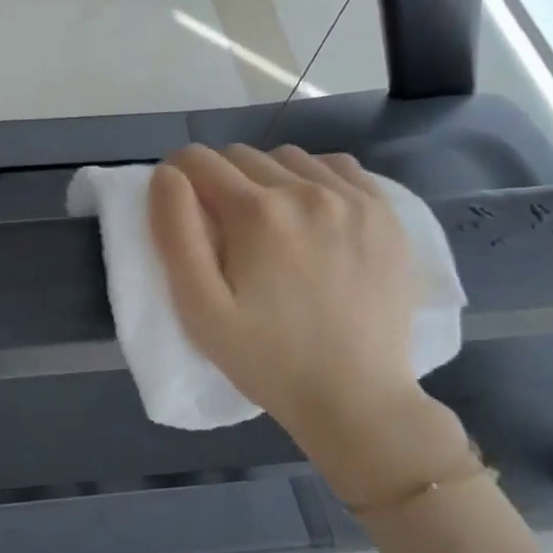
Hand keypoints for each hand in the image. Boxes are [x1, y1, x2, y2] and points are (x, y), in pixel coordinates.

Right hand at [150, 145, 470, 501]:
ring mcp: (354, 198)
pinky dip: (313, 178)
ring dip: (265, 178)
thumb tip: (166, 176)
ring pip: (288, 158)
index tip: (180, 209)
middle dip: (218, 180)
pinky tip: (310, 215)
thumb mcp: (199, 309)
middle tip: (221, 229)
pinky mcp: (387, 213)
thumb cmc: (265, 359)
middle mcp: (307, 190)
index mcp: (256, 213)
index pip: (198, 161)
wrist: (356, 398)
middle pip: (241, 155)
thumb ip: (175, 234)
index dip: (177, 178)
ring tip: (267, 224)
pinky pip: (337, 167)